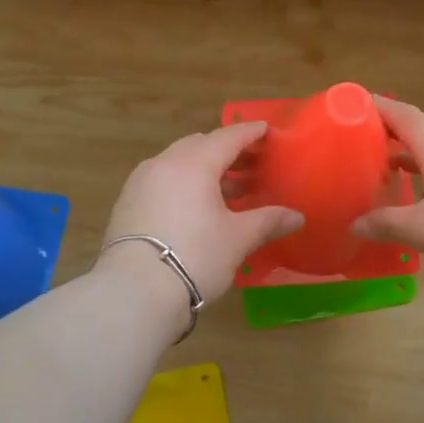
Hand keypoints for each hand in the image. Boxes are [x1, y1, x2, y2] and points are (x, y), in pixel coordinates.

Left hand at [100, 123, 303, 305]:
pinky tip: (196, 208)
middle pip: (200, 146)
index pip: (228, 137)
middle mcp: (164, 163)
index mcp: (194, 163)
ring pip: (178, 164)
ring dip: (204, 170)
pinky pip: (162, 182)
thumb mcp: (237, 239)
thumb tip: (297, 217)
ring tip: (227, 189)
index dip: (249, 133)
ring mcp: (140, 183)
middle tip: (250, 163)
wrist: (133, 292)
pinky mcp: (126, 205)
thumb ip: (267, 221)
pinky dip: (183, 185)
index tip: (265, 130)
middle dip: (226, 152)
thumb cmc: (195, 256)